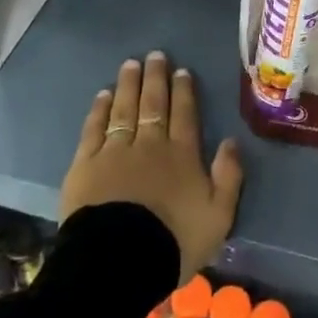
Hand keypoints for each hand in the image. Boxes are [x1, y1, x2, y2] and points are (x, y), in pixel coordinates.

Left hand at [61, 52, 243, 283]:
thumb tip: (231, 141)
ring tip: (130, 64)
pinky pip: (94, 129)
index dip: (183, 91)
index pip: (184, 114)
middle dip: (155, 78)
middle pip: (153, 104)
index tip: (181, 70)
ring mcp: (115, 152)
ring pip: (124, 109)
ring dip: (128, 85)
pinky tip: (103, 95)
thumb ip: (229, 176)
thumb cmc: (174, 241)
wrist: (119, 262)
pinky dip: (99, 110)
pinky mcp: (86, 165)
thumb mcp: (218, 216)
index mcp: (182, 155)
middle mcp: (150, 145)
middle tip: (155, 55)